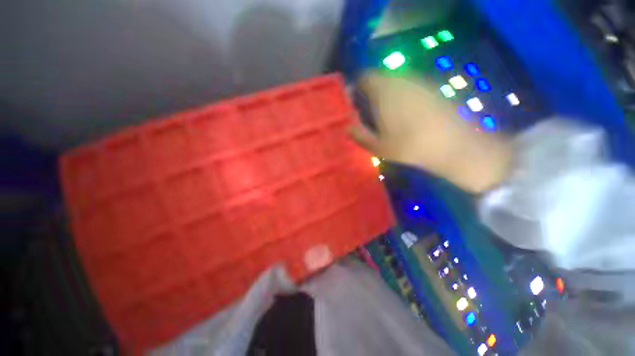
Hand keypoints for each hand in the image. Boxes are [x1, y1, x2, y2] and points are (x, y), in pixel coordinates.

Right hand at [349, 70, 511, 192]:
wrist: (452, 145)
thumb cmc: (409, 146)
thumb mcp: (378, 147)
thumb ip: (359, 135)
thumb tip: (347, 127)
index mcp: (383, 92)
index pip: (364, 77)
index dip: (357, 87)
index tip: (356, 103)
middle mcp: (400, 80)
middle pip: (379, 77)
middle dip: (371, 91)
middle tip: (370, 111)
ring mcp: (418, 82)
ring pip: (395, 81)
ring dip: (387, 93)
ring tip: (388, 114)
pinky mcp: (433, 87)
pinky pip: (411, 85)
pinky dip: (403, 94)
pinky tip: (408, 113)